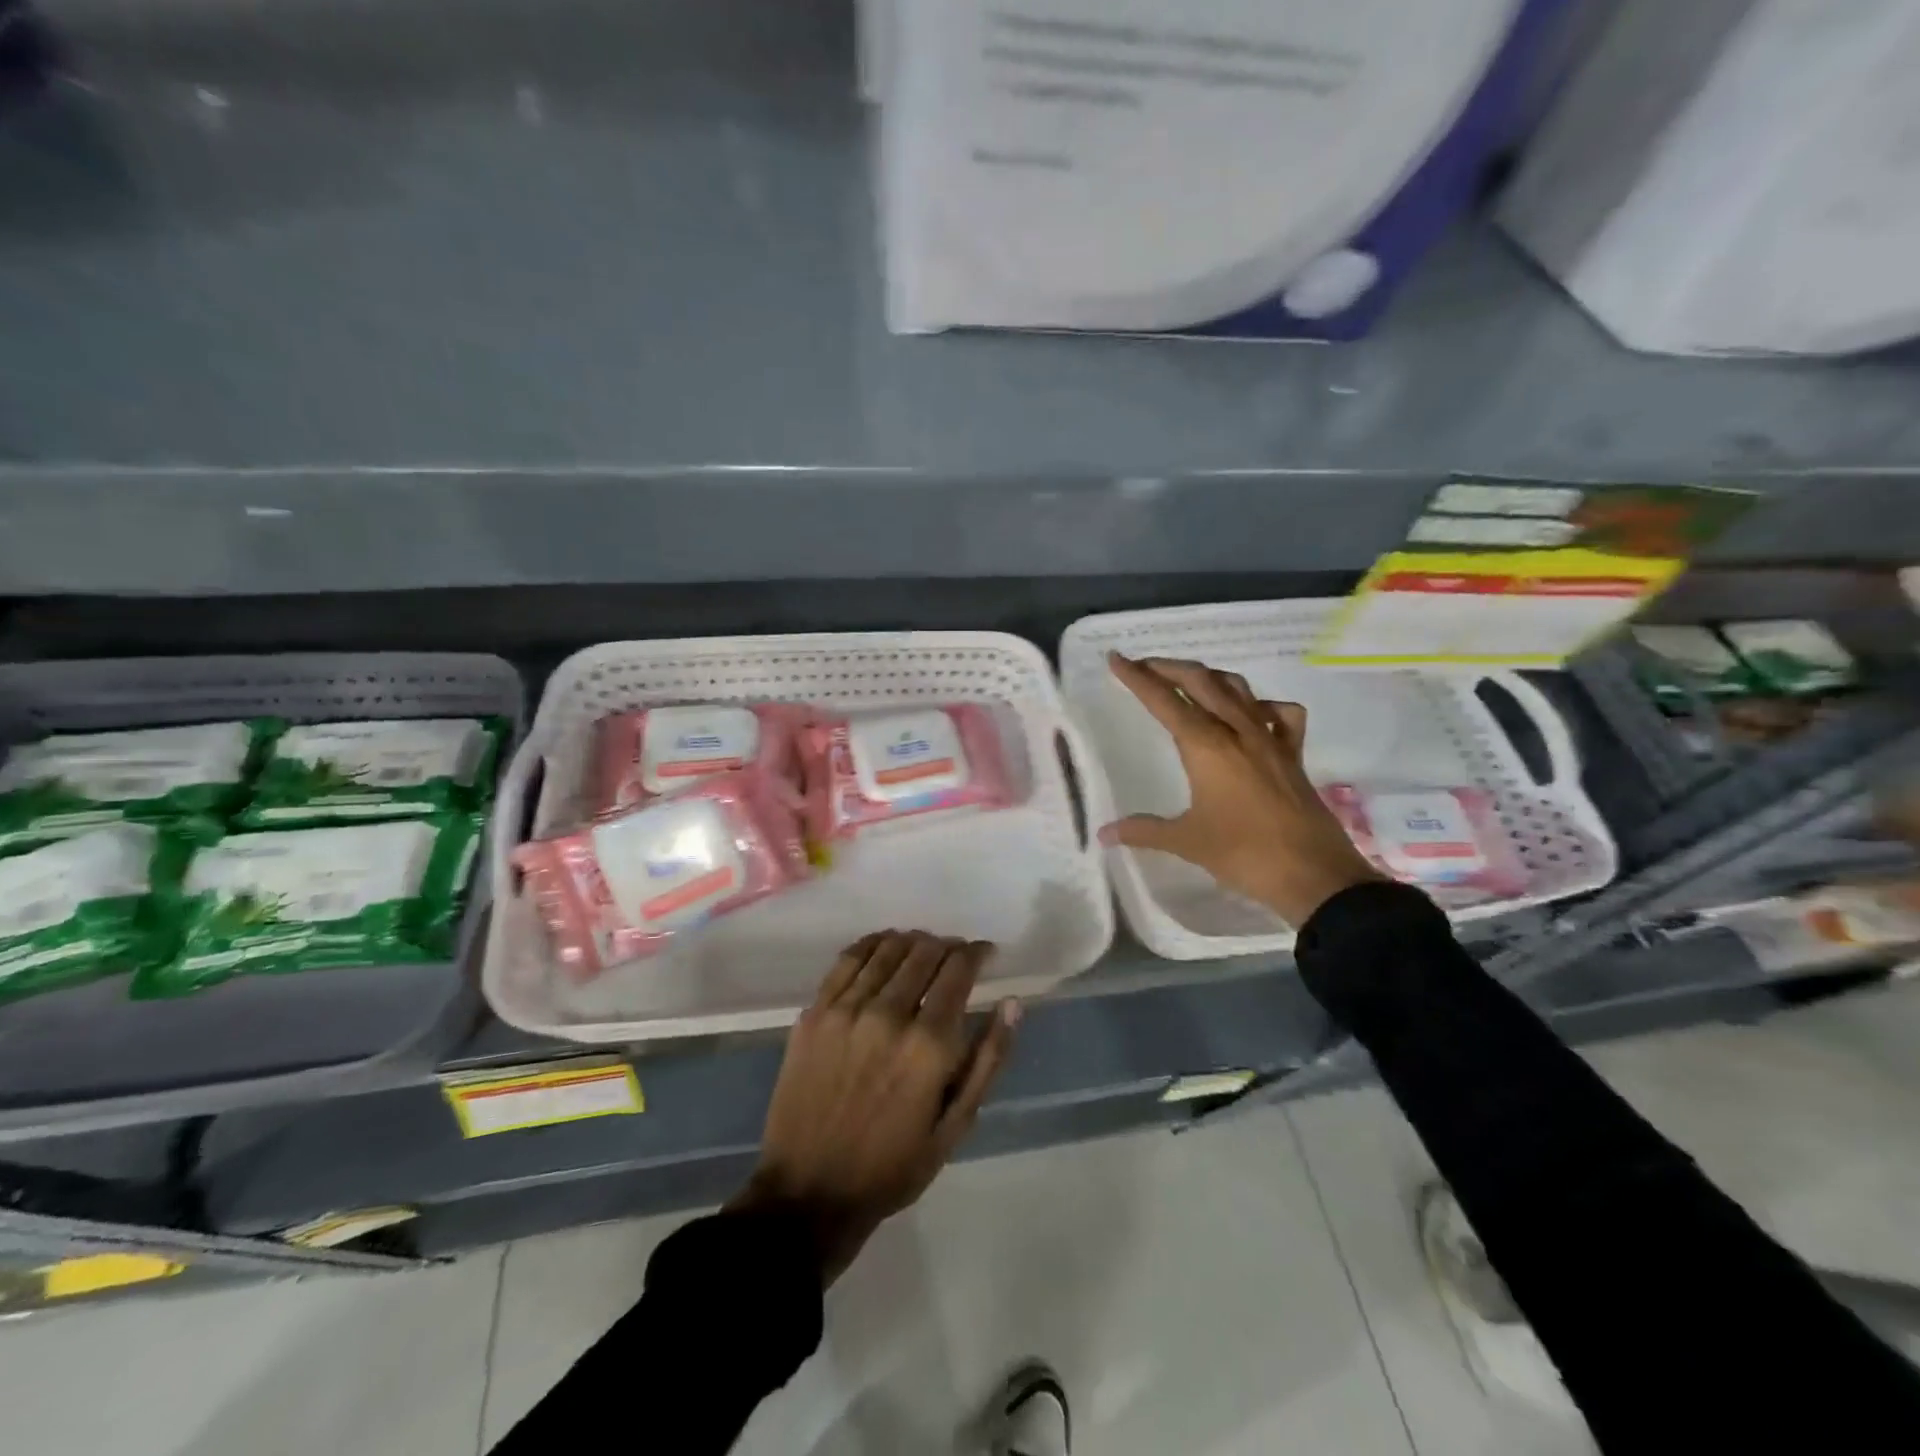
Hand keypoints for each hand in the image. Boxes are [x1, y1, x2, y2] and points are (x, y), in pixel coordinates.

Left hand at [730, 930, 1019, 1283]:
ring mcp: (845, 1010)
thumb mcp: (955, 1126)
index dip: (977, 953)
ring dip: (913, 941)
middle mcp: (888, 1014)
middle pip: (924, 952)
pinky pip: (847, 960)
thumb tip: (1012, 1003)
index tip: (985, 952)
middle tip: (956, 955)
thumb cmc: (892, 1166)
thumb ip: (988, 1059)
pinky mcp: (814, 1013)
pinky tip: (884, 946)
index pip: (958, 970)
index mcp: (928, 1045)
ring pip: (887, 949)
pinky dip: (872, 944)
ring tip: (923, 948)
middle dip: (948, 946)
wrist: (809, 1192)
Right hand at [1102, 652, 1382, 927]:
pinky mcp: (1293, 754)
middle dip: (1168, 668)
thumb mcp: (1187, 841)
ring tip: (1188, 680)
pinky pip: (1279, 714)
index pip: (1164, 701)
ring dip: (1208, 677)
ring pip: (1237, 688)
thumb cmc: (1244, 854)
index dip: (1137, 678)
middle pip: (1200, 681)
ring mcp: (1270, 739)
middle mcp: (1237, 731)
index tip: (1116, 658)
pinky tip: (1252, 714)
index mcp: (1206, 746)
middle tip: (1143, 666)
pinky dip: (1260, 705)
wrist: (1314, 874)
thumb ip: (1144, 831)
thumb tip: (1104, 834)